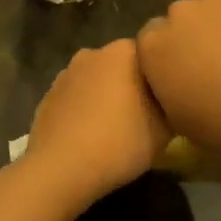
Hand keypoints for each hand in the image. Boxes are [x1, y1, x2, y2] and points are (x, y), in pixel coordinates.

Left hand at [21, 40, 170, 207]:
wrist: (61, 168)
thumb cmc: (119, 142)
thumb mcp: (164, 130)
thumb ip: (171, 107)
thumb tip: (170, 101)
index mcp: (122, 52)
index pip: (150, 54)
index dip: (159, 77)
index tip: (165, 100)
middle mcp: (92, 53)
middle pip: (120, 66)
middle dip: (131, 85)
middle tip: (144, 115)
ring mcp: (66, 73)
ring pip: (95, 81)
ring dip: (105, 97)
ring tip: (115, 129)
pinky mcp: (48, 96)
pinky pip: (75, 99)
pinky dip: (84, 110)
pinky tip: (89, 136)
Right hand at [136, 0, 220, 158]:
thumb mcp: (177, 119)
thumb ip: (166, 87)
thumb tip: (174, 77)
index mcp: (152, 45)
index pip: (153, 38)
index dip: (172, 52)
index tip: (189, 68)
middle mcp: (176, 12)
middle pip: (182, 16)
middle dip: (196, 31)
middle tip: (220, 57)